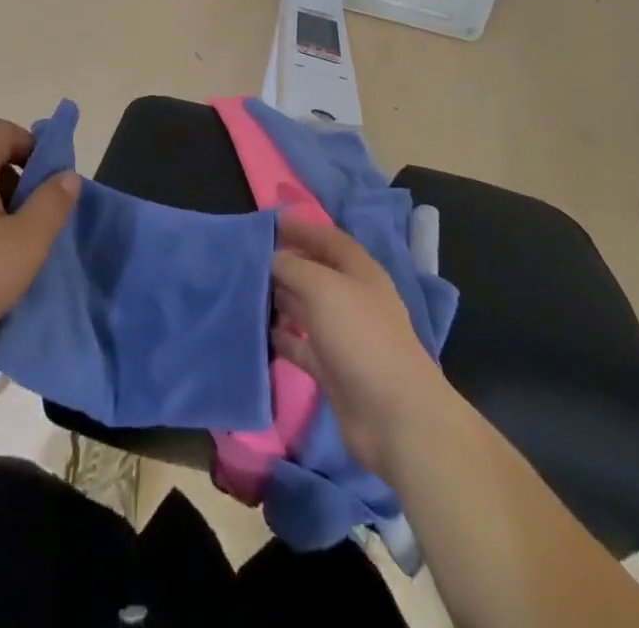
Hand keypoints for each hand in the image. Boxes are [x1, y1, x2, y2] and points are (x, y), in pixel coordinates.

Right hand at [270, 214, 457, 478]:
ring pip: (305, 308)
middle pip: (314, 272)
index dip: (302, 228)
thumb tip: (272, 257)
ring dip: (279, 299)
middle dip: (285, 263)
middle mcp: (352, 298)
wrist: (394, 416)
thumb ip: (293, 266)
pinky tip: (258, 332)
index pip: (328, 239)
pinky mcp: (332, 368)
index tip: (270, 221)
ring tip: (245, 292)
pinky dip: (282, 337)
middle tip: (247, 258)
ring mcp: (342, 335)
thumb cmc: (360, 336)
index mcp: (359, 271)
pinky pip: (301, 345)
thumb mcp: (322, 287)